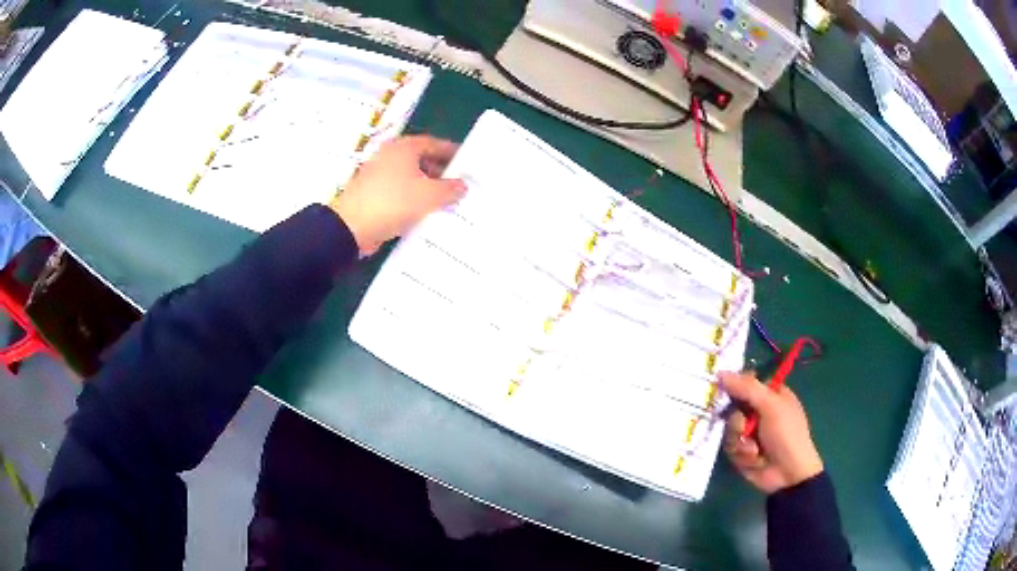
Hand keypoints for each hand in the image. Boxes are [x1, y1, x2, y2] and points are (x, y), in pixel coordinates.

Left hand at [330, 135, 466, 255]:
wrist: (351, 227)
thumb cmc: (393, 202)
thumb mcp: (429, 196)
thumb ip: (450, 189)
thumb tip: (462, 186)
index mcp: (404, 147)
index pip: (434, 144)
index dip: (453, 152)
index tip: (468, 163)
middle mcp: (390, 156)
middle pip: (422, 160)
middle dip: (441, 172)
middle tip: (460, 184)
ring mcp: (379, 175)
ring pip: (410, 177)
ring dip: (428, 187)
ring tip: (447, 201)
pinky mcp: (373, 193)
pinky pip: (400, 192)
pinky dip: (413, 198)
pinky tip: (425, 212)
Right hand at [720, 371, 823, 493]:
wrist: (789, 473)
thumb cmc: (786, 434)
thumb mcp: (771, 406)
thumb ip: (747, 388)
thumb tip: (719, 373)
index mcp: (771, 395)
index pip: (746, 382)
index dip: (734, 385)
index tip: (722, 389)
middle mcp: (760, 411)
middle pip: (733, 407)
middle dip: (737, 421)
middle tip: (744, 428)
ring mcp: (751, 432)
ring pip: (730, 429)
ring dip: (740, 440)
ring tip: (754, 449)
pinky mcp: (743, 450)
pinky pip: (731, 446)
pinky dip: (742, 453)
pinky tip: (754, 459)